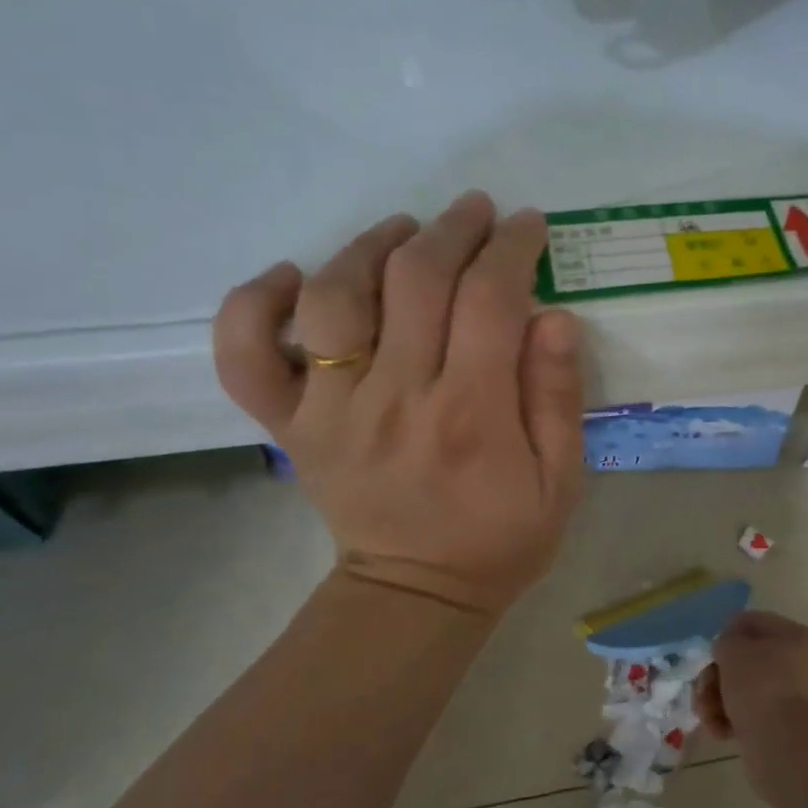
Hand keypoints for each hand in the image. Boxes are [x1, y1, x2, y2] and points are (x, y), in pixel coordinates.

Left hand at [212, 191, 586, 615]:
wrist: (416, 595)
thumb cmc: (500, 539)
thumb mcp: (560, 480)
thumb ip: (558, 398)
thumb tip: (554, 317)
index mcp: (471, 414)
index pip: (488, 299)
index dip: (510, 248)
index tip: (526, 226)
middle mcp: (395, 398)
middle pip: (415, 280)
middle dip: (452, 230)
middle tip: (476, 213)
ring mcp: (330, 410)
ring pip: (335, 295)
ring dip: (371, 245)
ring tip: (405, 231)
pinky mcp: (290, 426)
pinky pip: (247, 353)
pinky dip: (255, 303)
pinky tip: (292, 278)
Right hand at [696, 611, 807, 741]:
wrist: (786, 746)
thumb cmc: (761, 686)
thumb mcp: (733, 649)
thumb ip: (725, 641)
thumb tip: (729, 652)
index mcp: (800, 637)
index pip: (754, 623)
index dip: (726, 634)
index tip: (709, 653)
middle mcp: (806, 665)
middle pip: (749, 660)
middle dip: (719, 675)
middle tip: (702, 690)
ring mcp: (799, 699)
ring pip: (748, 690)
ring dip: (720, 700)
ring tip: (706, 715)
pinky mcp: (789, 729)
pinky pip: (755, 715)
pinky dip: (734, 721)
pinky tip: (720, 731)